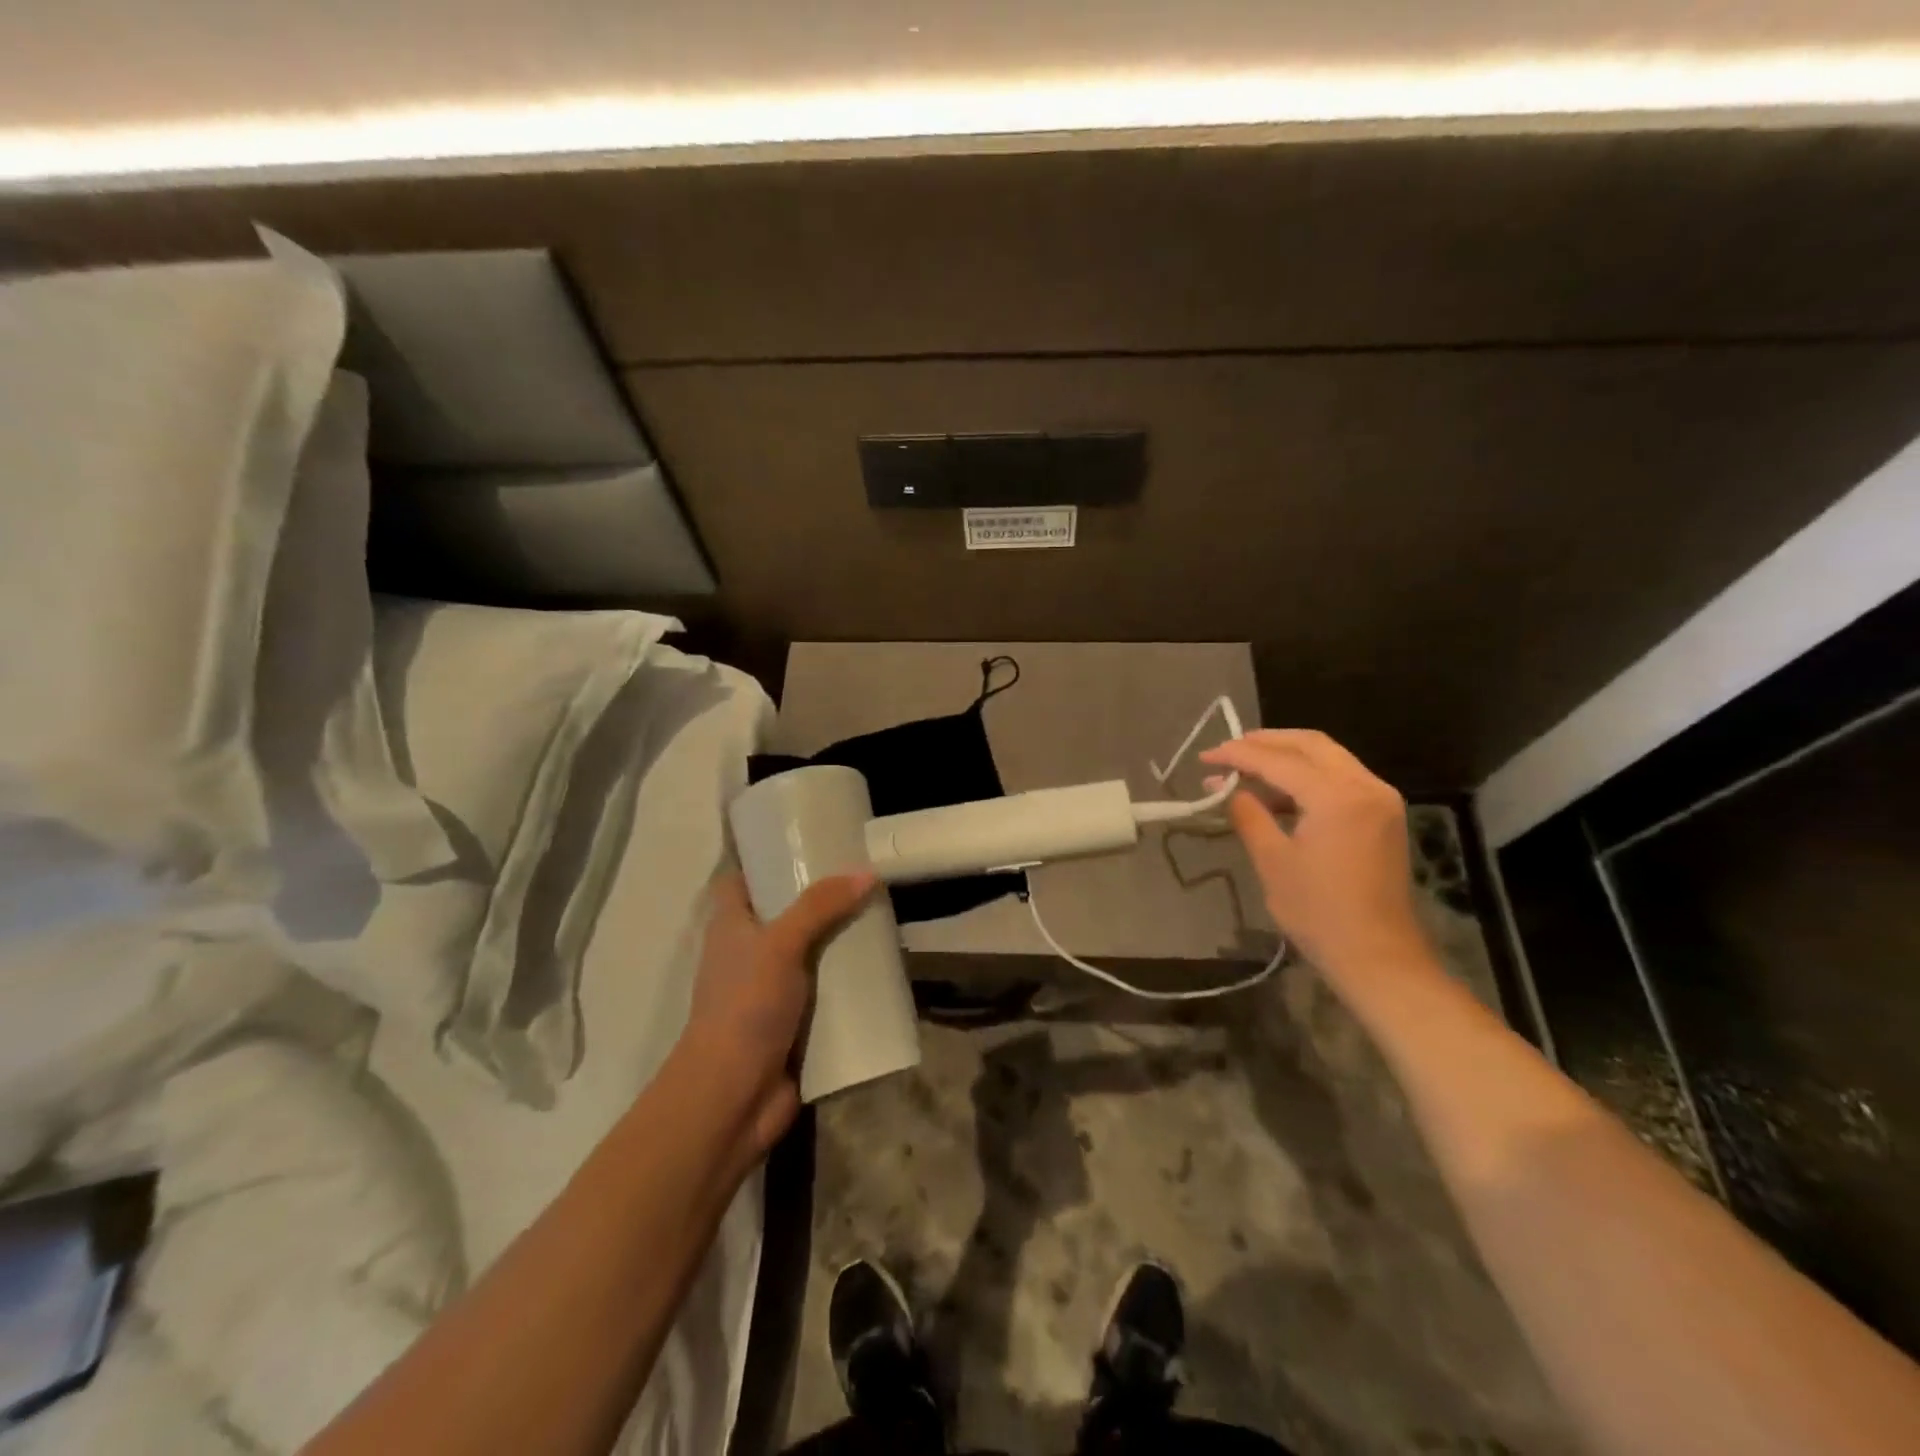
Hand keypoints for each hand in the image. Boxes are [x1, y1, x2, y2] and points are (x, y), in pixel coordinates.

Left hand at [683, 870, 876, 1155]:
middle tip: (862, 873)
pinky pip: (824, 990)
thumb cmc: (745, 1006)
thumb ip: (820, 906)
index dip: (766, 857)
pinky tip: (881, 965)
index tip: (806, 839)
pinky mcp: (792, 1021)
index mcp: (731, 926)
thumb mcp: (781, 944)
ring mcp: (770, 988)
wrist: (733, 1096)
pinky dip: (847, 980)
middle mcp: (748, 952)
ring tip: (880, 913)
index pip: (742, 878)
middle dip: (819, 897)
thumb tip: (865, 872)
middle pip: (784, 913)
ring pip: (809, 952)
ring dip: (838, 939)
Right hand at [1200, 729, 1429, 983]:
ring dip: (1287, 757)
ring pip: (1328, 758)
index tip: (1205, 756)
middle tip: (1228, 750)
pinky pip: (1341, 778)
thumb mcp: (1272, 861)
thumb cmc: (1319, 912)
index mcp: (1337, 797)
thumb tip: (1226, 787)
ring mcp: (1380, 799)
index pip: (1279, 760)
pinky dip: (1308, 776)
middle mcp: (1366, 786)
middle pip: (1311, 744)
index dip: (1238, 754)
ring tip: (1246, 768)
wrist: (1378, 956)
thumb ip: (1248, 814)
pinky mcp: (1383, 815)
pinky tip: (1277, 792)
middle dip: (1266, 742)